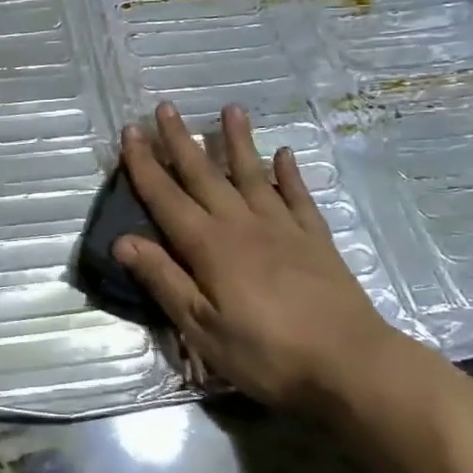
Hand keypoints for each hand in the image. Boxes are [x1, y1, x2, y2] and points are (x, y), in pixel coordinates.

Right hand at [116, 102, 399, 409]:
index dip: (144, 164)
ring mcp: (282, 227)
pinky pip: (298, 197)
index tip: (131, 131)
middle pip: (204, 174)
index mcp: (209, 245)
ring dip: (238, 141)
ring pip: (253, 174)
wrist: (351, 365)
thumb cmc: (266, 353)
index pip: (166, 197)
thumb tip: (121, 240)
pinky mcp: (315, 239)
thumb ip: (163, 280)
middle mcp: (241, 224)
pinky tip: (285, 154)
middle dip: (181, 140)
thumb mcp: (201, 327)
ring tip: (231, 109)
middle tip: (166, 107)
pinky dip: (290, 174)